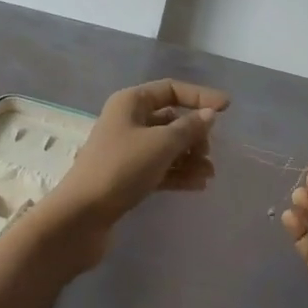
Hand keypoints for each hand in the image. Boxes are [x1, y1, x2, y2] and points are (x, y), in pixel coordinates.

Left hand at [43, 79, 226, 264]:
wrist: (81, 218)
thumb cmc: (121, 169)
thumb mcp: (160, 144)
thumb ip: (188, 128)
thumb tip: (209, 115)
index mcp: (130, 102)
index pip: (171, 89)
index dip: (200, 96)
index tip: (227, 108)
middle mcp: (128, 120)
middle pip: (170, 118)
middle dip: (194, 133)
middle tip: (208, 153)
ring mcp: (126, 150)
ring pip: (166, 146)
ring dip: (189, 156)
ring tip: (209, 174)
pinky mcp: (127, 177)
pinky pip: (160, 167)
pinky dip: (178, 173)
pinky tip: (199, 185)